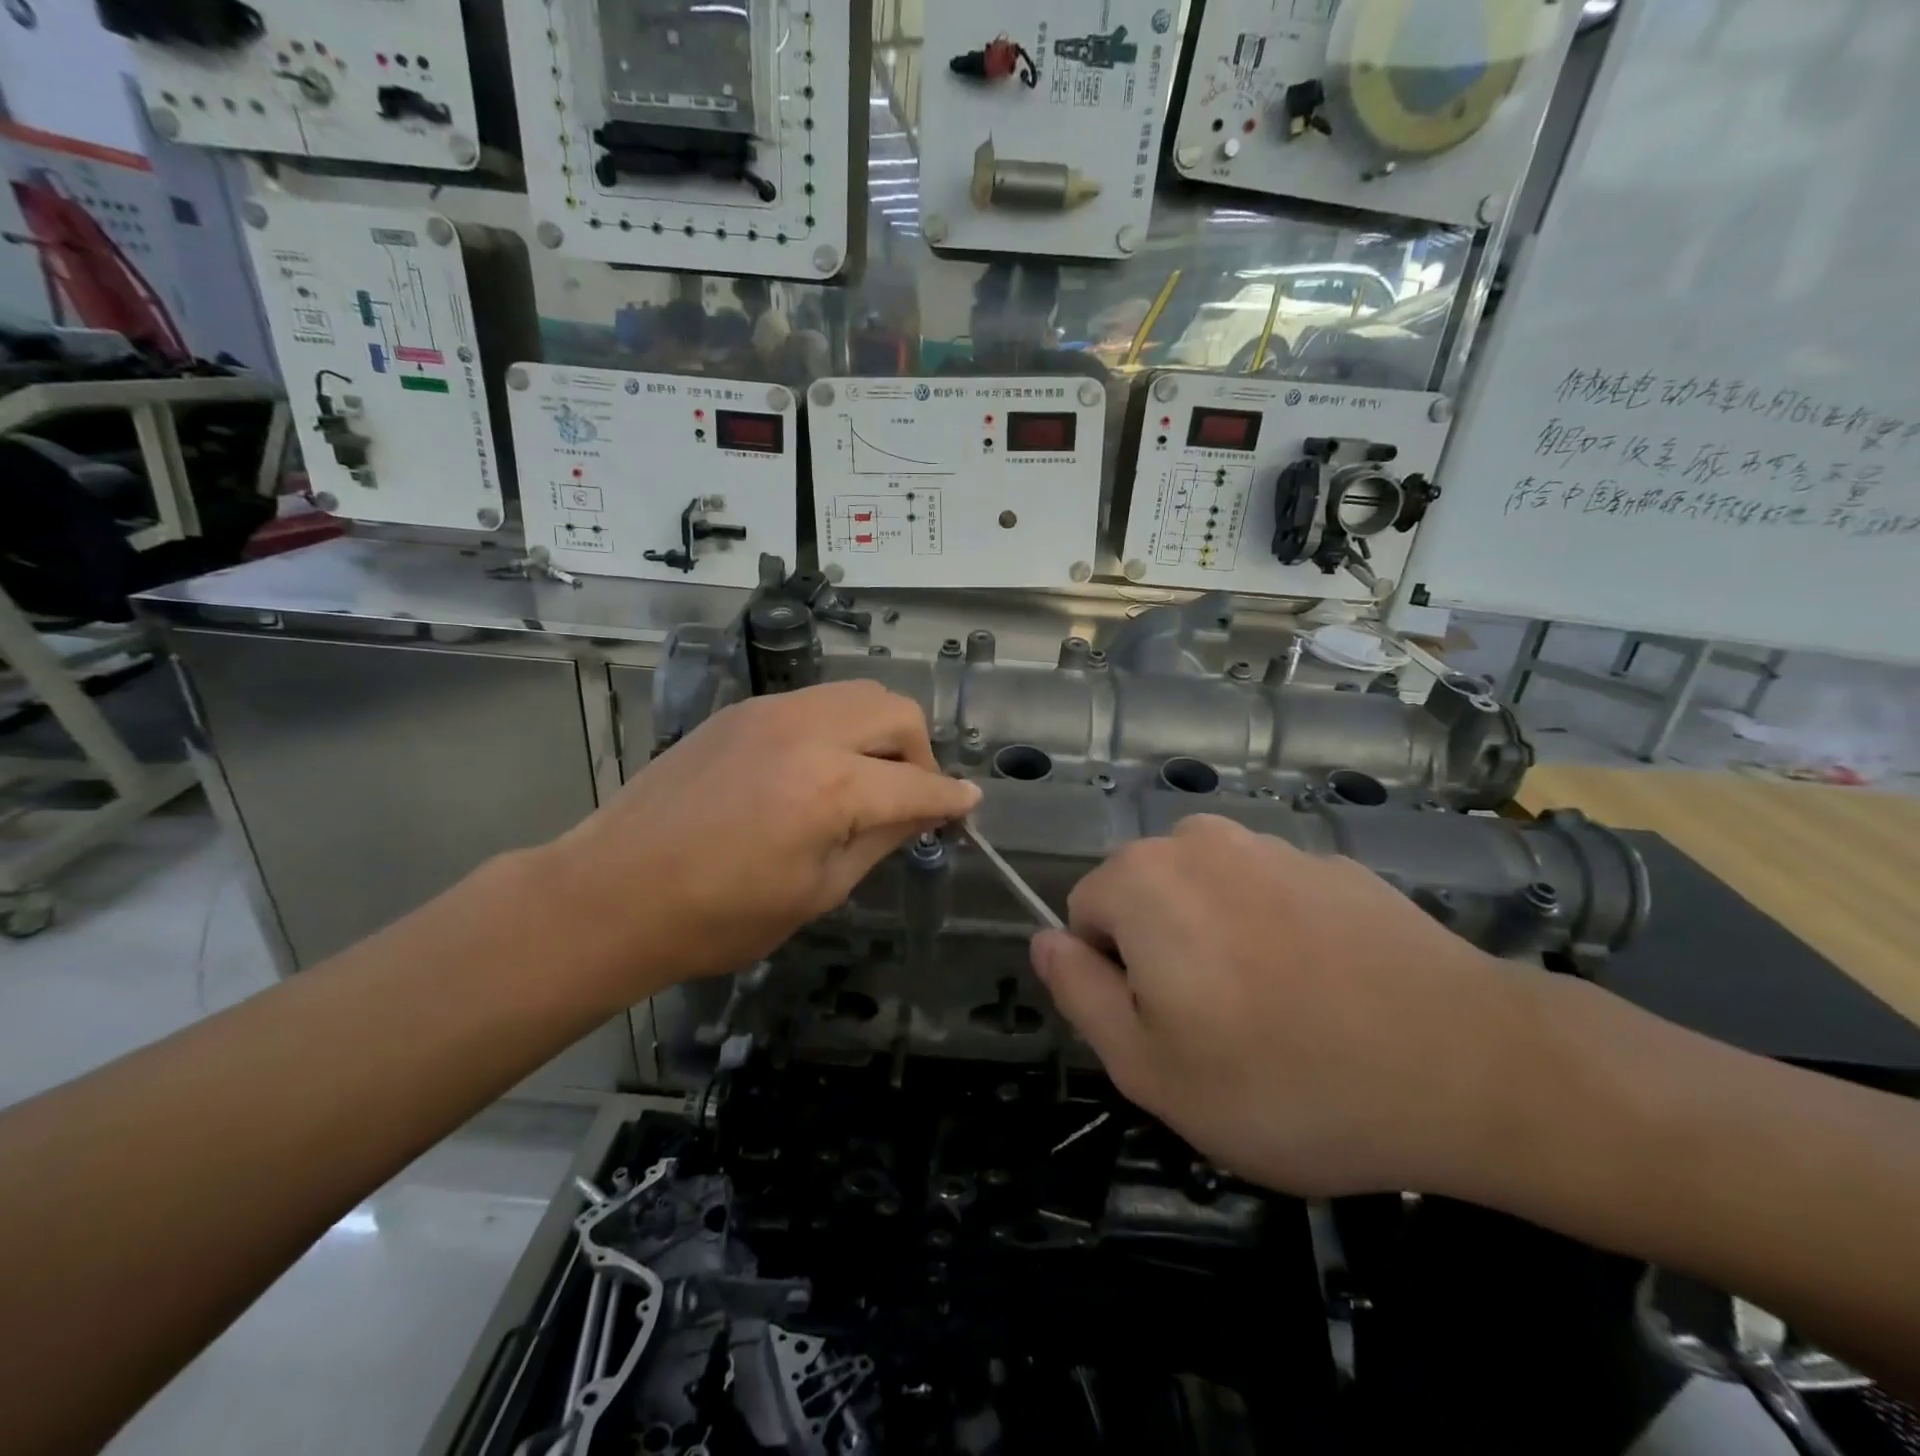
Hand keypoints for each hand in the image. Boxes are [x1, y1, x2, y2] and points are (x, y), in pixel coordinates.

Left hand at [534, 682, 979, 1000]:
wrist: (611, 893)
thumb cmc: (719, 916)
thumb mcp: (818, 891)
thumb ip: (881, 840)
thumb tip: (924, 814)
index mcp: (833, 786)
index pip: (919, 783)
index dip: (952, 800)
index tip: (968, 809)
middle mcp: (808, 730)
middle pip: (896, 712)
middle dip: (921, 752)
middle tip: (912, 795)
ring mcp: (770, 712)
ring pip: (856, 694)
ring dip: (881, 731)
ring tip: (869, 778)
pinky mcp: (740, 711)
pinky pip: (814, 703)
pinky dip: (838, 727)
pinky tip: (819, 769)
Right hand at [1031, 815, 1534, 1196]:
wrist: (1470, 1065)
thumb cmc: (1285, 1079)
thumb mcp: (1150, 1068)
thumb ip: (1078, 993)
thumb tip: (1044, 940)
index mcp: (1143, 880)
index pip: (1084, 918)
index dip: (1114, 982)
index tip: (1168, 1033)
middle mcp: (1199, 841)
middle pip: (1146, 900)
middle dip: (1163, 958)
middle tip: (1219, 1033)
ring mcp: (1273, 844)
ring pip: (1208, 897)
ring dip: (1221, 945)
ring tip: (1279, 1017)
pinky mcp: (1334, 864)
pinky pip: (1272, 897)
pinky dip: (1279, 936)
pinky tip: (1331, 994)